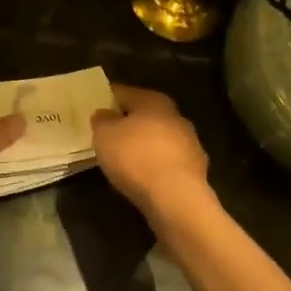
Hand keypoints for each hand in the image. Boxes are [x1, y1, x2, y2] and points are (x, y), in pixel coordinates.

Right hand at [90, 85, 211, 223]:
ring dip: (143, 146)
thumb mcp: (104, 135)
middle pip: (145, 115)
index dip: (107, 99)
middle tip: (108, 136)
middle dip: (128, 123)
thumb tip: (105, 115)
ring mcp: (190, 144)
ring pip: (159, 139)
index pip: (123, 92)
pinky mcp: (195, 171)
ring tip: (123, 161)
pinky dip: (155, 167)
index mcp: (153, 100)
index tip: (95, 110)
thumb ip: (101, 121)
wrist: (177, 198)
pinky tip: (142, 179)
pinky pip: (167, 163)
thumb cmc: (136, 157)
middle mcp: (175, 116)